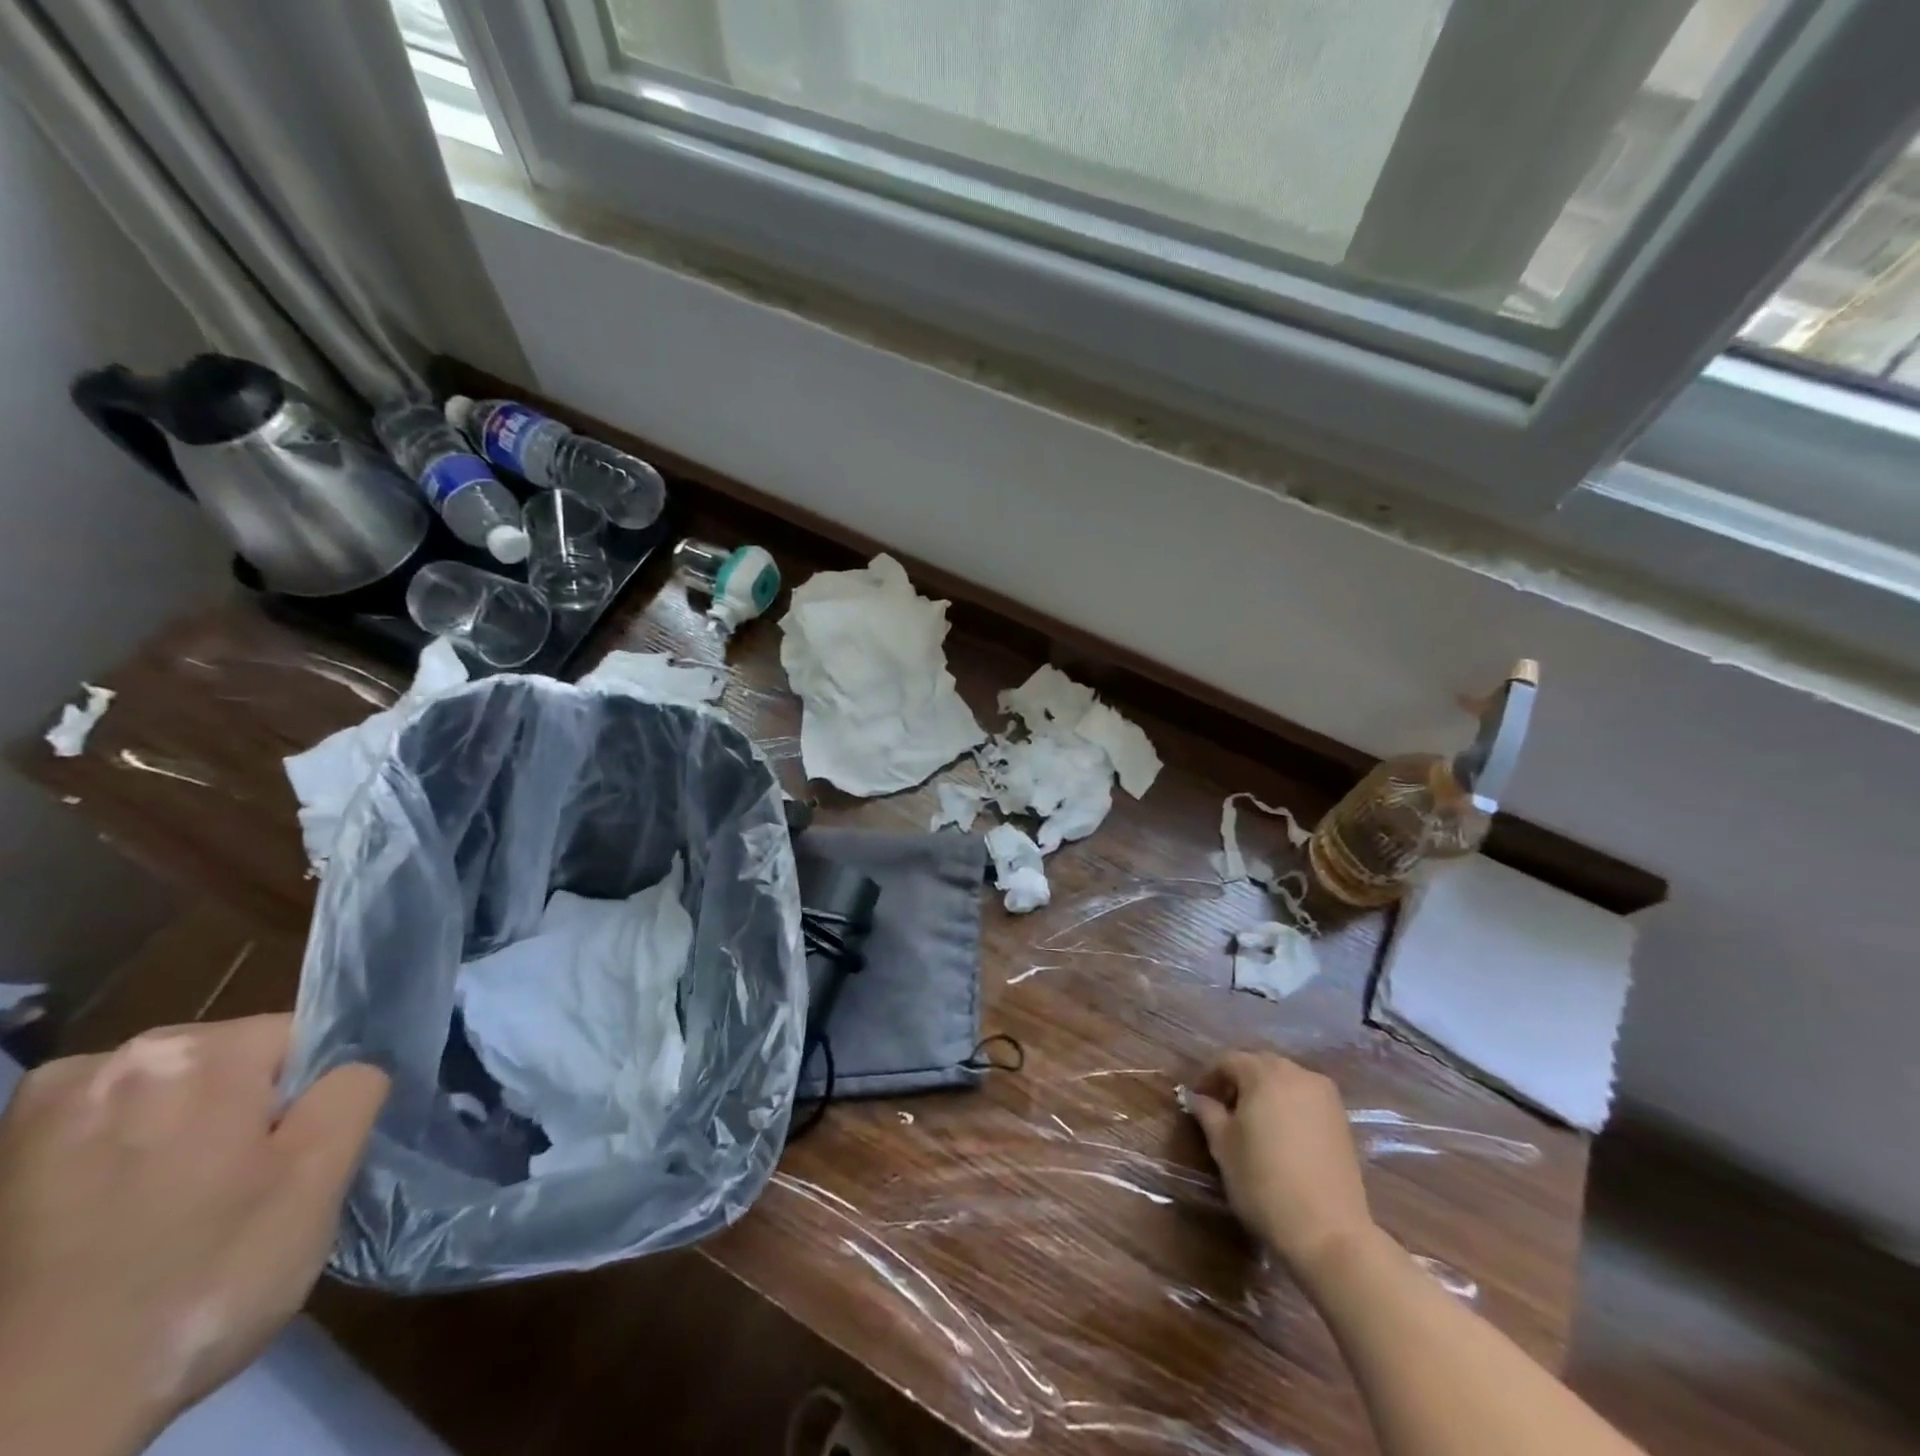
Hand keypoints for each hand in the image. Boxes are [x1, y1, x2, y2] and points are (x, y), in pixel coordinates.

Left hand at [0, 1014, 387, 1455]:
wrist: (28, 1420)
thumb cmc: (201, 1279)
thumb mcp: (319, 1180)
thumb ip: (354, 1093)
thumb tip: (350, 1069)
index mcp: (199, 1052)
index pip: (302, 1040)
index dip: (311, 1098)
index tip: (289, 1164)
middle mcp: (113, 1059)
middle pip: (231, 1063)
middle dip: (247, 1113)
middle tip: (239, 1195)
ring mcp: (41, 1110)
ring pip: (170, 1095)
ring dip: (184, 1135)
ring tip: (176, 1212)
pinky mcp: (2, 1159)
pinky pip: (105, 1127)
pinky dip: (123, 1156)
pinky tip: (116, 1216)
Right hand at [1187, 1051, 1373, 1275]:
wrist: (1328, 1231)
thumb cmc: (1264, 1182)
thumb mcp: (1223, 1146)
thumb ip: (1207, 1112)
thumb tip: (1197, 1097)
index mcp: (1265, 1074)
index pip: (1229, 1061)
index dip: (1210, 1078)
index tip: (1198, 1100)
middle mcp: (1297, 1074)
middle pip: (1260, 1065)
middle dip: (1239, 1081)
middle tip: (1224, 1109)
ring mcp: (1325, 1097)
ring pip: (1285, 1080)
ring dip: (1265, 1091)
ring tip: (1253, 1122)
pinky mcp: (1342, 1121)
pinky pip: (1306, 1099)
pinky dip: (1289, 1106)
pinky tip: (1281, 1134)